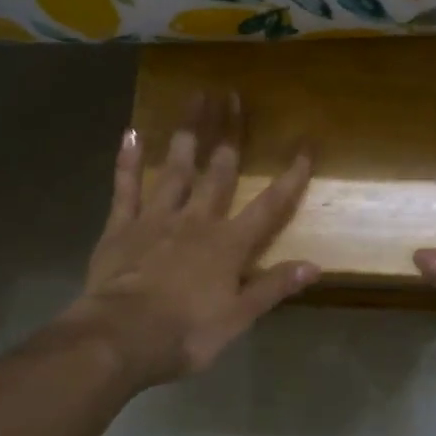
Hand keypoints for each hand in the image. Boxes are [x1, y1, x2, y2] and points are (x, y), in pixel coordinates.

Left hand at [58, 93, 317, 389]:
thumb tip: (315, 266)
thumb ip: (274, 287)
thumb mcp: (238, 318)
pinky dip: (128, 161)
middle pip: (219, 171)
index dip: (290, 176)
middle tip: (234, 96)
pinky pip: (126, 188)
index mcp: (229, 245)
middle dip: (230, 134)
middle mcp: (197, 221)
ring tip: (194, 99)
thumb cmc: (185, 333)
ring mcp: (156, 219)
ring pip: (176, 168)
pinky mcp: (121, 227)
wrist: (120, 339)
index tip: (305, 146)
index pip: (269, 205)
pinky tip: (131, 133)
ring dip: (187, 133)